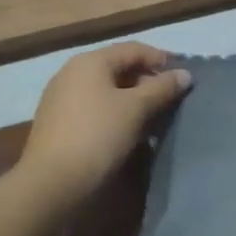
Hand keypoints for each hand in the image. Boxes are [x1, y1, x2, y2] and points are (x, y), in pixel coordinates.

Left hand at [19, 44, 190, 209]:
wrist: (50, 185)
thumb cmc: (98, 135)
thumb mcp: (136, 109)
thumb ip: (162, 88)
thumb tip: (185, 74)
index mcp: (90, 62)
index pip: (133, 49)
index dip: (161, 59)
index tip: (183, 76)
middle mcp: (72, 73)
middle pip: (118, 68)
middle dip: (147, 82)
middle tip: (170, 100)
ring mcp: (61, 99)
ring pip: (106, 91)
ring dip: (132, 100)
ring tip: (154, 118)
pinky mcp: (57, 124)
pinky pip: (94, 108)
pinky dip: (114, 114)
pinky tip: (128, 132)